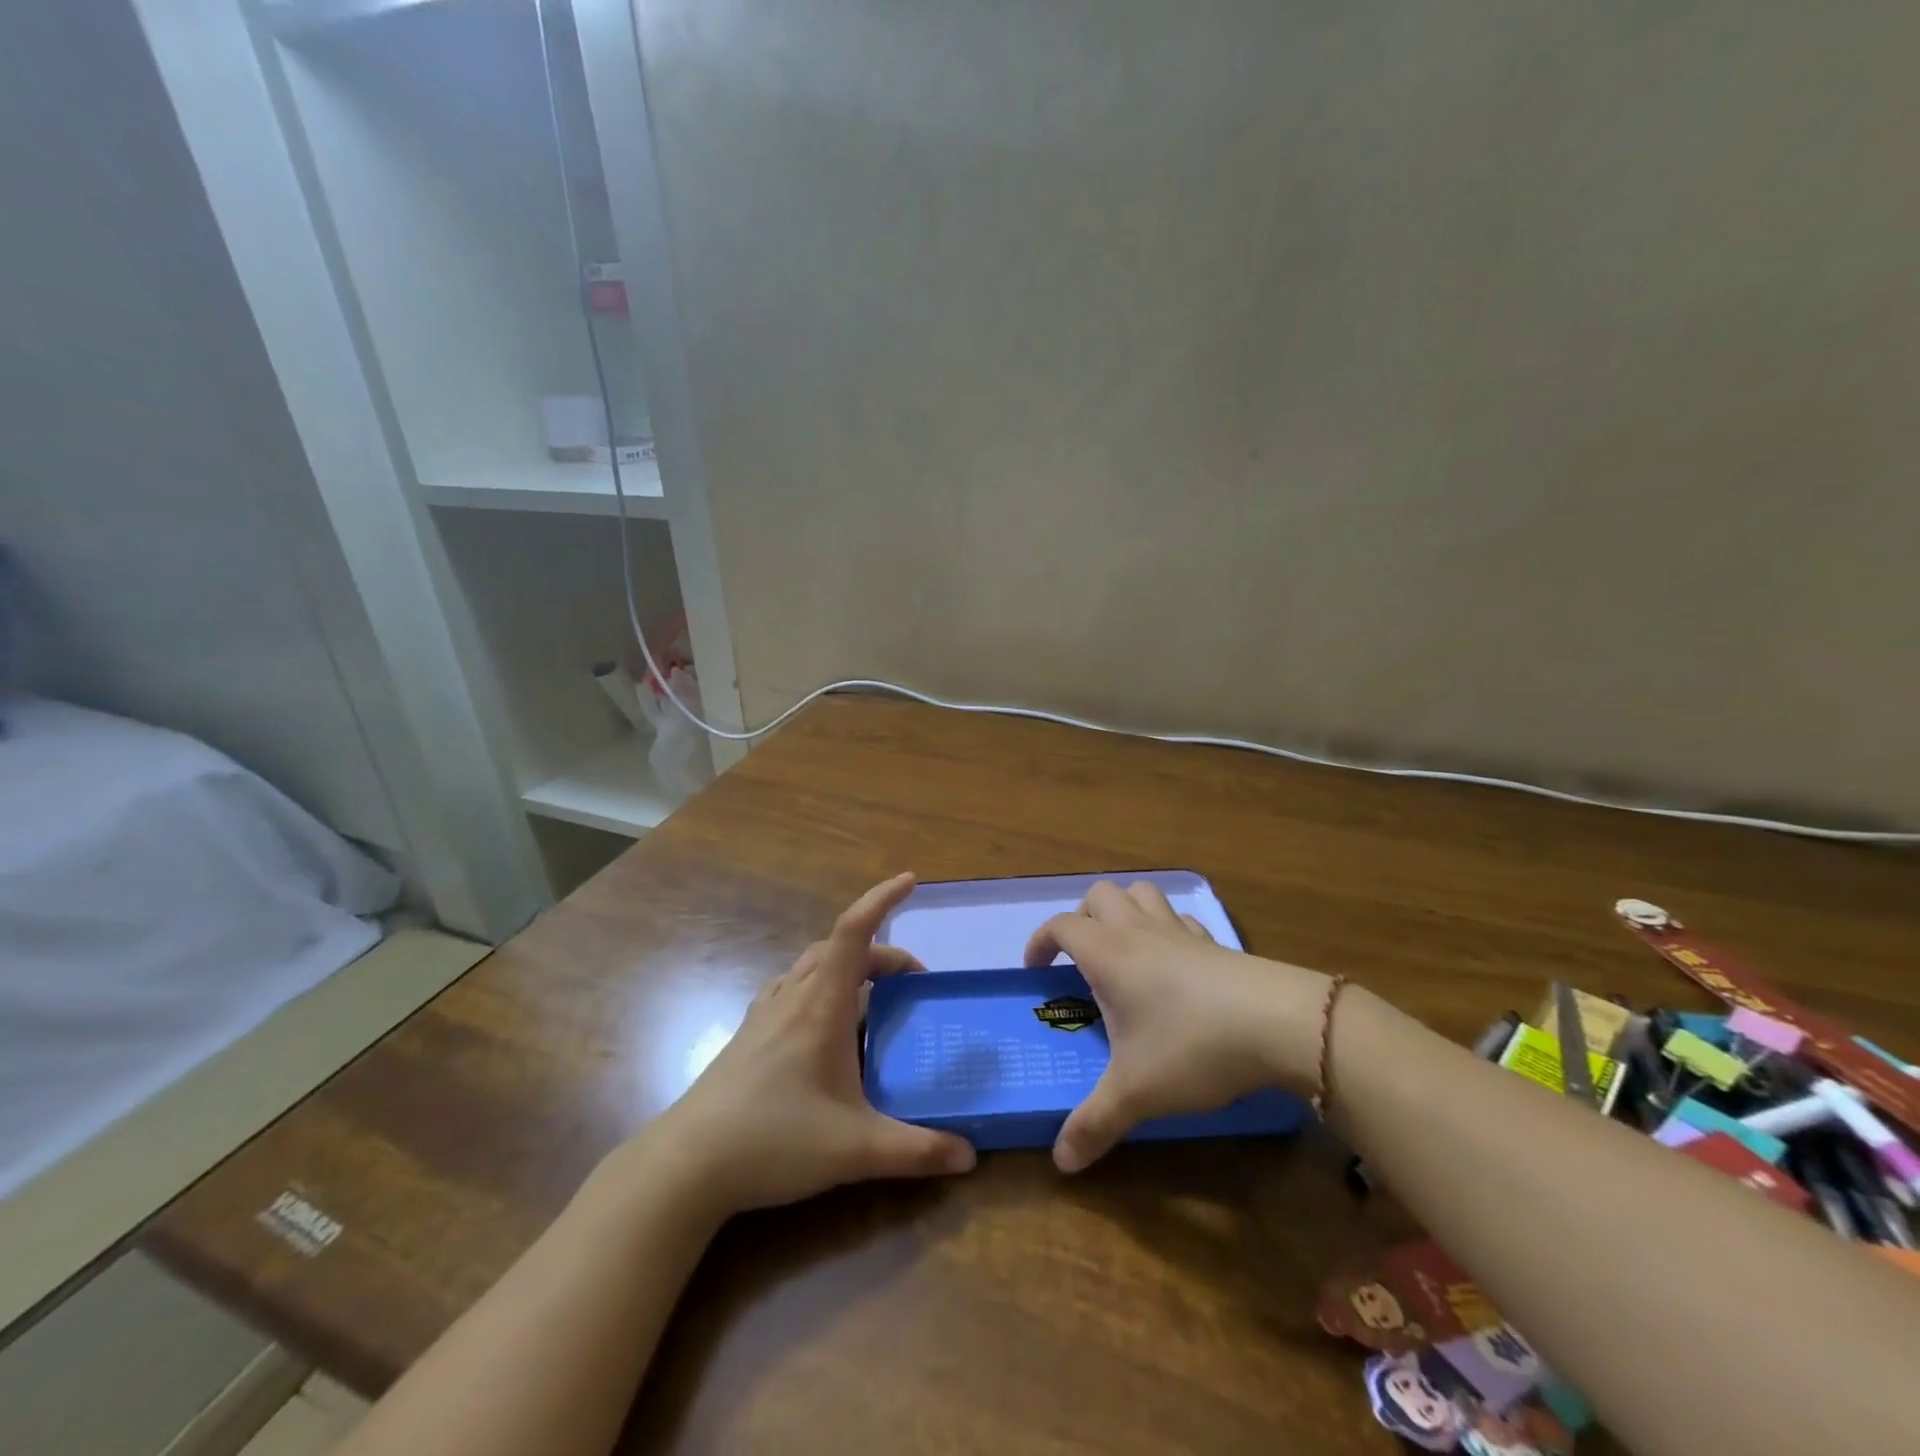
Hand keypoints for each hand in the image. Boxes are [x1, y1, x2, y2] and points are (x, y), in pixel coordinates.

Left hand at [638, 873, 975, 1219]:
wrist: (686, 1166)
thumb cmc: (773, 1141)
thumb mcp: (855, 1150)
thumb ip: (916, 1152)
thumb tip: (969, 1156)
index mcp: (820, 1004)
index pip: (854, 931)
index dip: (883, 898)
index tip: (910, 881)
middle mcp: (792, 996)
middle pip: (840, 948)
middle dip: (882, 953)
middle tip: (913, 984)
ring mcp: (765, 1014)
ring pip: (812, 965)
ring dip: (848, 966)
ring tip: (873, 997)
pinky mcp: (748, 1035)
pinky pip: (791, 988)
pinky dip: (819, 986)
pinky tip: (823, 1023)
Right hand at [1024, 880, 1330, 1173]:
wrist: (1278, 1023)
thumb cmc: (1191, 1047)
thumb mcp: (1136, 1093)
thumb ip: (1094, 1124)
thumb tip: (1060, 1162)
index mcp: (1108, 954)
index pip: (1061, 925)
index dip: (1040, 941)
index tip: (1036, 970)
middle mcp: (1138, 931)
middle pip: (1099, 894)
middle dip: (1082, 918)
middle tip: (1081, 958)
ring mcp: (1179, 931)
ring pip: (1142, 893)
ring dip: (1124, 910)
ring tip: (1122, 949)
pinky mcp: (1214, 942)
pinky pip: (1178, 917)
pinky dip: (1165, 927)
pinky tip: (1172, 962)